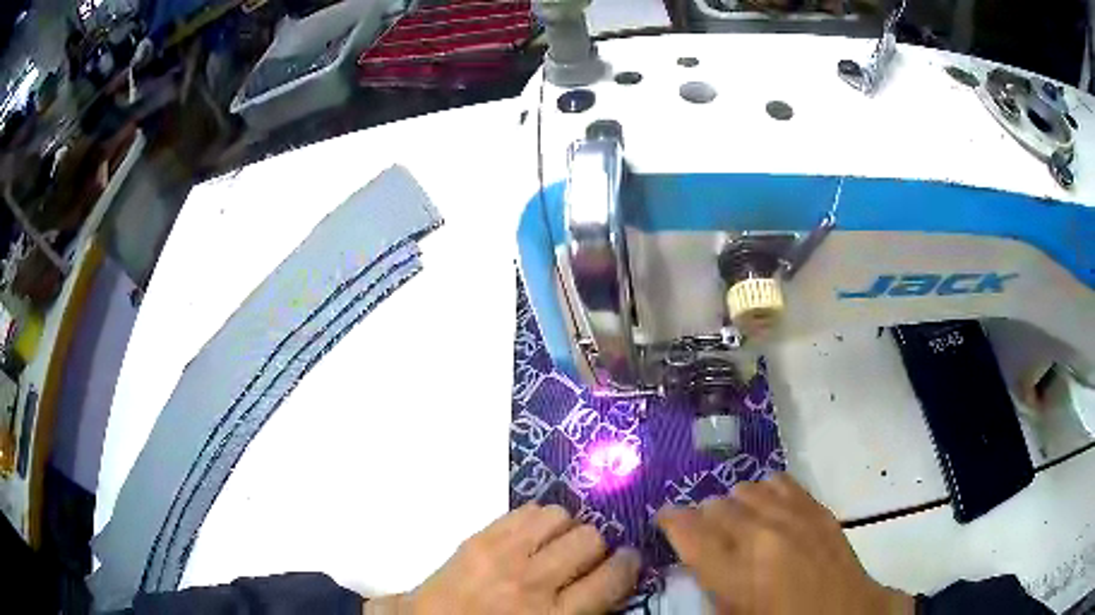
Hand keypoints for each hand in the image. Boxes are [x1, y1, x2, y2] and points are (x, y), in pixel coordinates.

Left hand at [368, 502, 640, 614]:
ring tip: (555, 540)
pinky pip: (525, 511)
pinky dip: (536, 517)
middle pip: (589, 541)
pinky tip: (531, 531)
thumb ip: (579, 612)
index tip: (625, 560)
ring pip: (560, 518)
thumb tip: (607, 583)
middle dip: (593, 545)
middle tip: (583, 555)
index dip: (625, 565)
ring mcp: (504, 556)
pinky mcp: (479, 539)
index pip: (611, 578)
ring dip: (565, 527)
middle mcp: (536, 583)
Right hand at [657, 473, 913, 614]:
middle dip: (702, 518)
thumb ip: (710, 584)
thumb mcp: (733, 614)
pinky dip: (764, 491)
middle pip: (714, 506)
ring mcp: (791, 515)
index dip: (669, 520)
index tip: (664, 520)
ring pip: (744, 489)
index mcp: (733, 571)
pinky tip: (767, 507)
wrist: (845, 612)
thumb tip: (697, 558)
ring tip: (739, 523)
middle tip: (707, 535)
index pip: (686, 529)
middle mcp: (759, 534)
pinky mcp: (815, 507)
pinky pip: (778, 481)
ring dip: (734, 505)